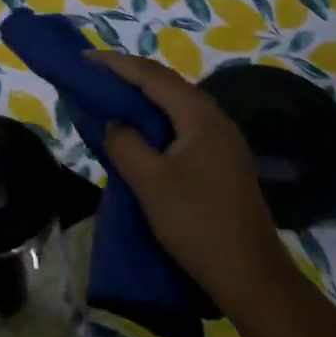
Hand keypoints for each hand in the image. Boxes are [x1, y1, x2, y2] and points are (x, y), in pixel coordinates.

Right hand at [90, 52, 292, 314]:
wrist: (252, 278)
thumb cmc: (198, 225)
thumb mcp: (150, 183)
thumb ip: (125, 143)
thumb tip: (113, 122)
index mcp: (200, 116)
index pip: (152, 76)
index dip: (116, 64)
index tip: (83, 58)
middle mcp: (215, 119)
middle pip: (166, 85)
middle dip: (128, 76)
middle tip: (92, 74)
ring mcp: (222, 140)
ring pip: (174, 105)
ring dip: (141, 98)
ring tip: (108, 96)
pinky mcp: (221, 161)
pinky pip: (181, 125)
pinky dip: (154, 119)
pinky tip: (138, 131)